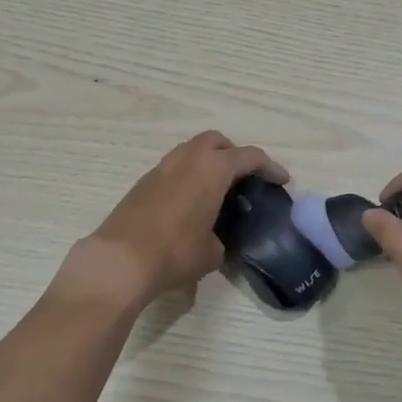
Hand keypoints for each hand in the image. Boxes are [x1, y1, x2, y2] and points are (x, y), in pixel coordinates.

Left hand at [57, 132, 287, 312]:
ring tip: (216, 189)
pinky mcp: (143, 181)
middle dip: (234, 154)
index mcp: (213, 169)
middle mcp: (188, 159)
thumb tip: (215, 239)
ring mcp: (162, 167)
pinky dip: (188, 175)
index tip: (282, 180)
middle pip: (217, 141)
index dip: (270, 167)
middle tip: (244, 178)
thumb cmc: (175, 252)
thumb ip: (221, 238)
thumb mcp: (211, 253)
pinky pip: (174, 168)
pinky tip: (190, 202)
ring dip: (208, 162)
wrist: (120, 260)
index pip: (249, 157)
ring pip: (192, 150)